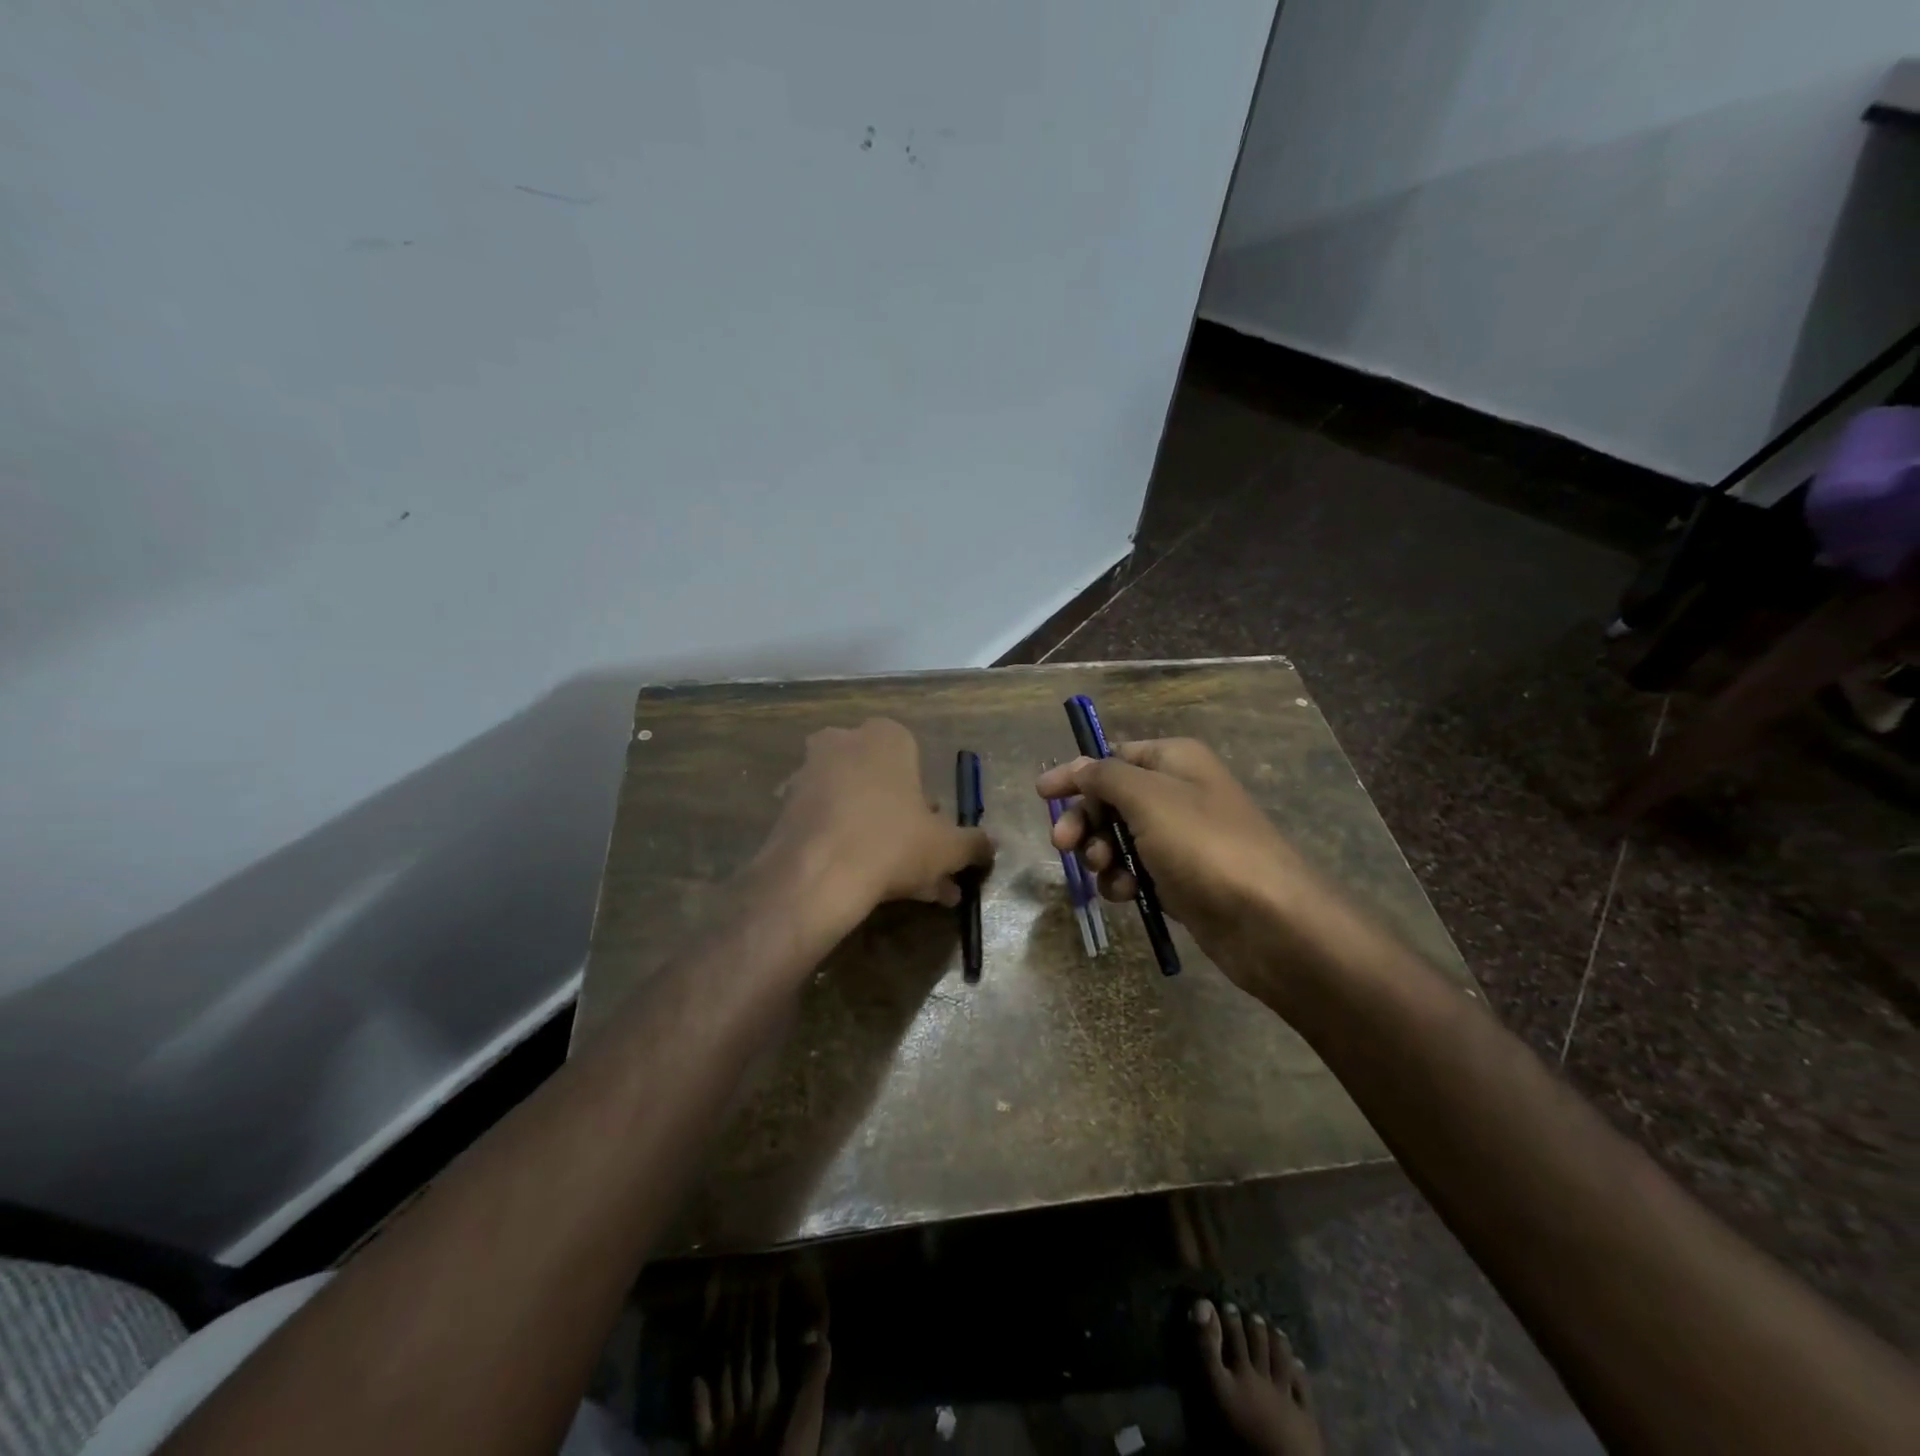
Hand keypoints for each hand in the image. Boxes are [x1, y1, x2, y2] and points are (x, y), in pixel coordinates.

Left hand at [761, 719, 993, 922]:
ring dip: (875, 839)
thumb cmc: (892, 844)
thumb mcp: (947, 847)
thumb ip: (973, 843)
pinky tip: (860, 884)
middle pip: (882, 784)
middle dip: (903, 823)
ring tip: (895, 885)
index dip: (928, 800)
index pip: (914, 758)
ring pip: (854, 807)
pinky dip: (843, 847)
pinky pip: (826, 824)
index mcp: (885, 737)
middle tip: (919, 864)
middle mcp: (843, 743)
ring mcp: (807, 772)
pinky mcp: (783, 806)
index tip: (934, 833)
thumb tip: (989, 847)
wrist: (815, 877)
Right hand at [1036, 739, 1327, 978]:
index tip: (1041, 793)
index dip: (1076, 773)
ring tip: (1106, 872)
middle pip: (1111, 799)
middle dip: (1085, 821)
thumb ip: (1105, 776)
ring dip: (1101, 854)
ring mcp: (1180, 838)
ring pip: (1119, 839)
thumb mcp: (1147, 797)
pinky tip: (1127, 894)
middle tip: (1062, 844)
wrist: (1268, 920)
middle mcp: (1178, 793)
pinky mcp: (1181, 879)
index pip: (1113, 756)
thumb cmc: (1203, 845)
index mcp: (1174, 761)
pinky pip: (1137, 871)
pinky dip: (1124, 880)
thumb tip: (1079, 766)